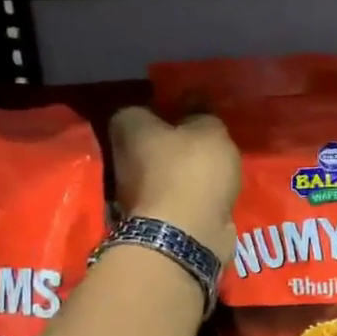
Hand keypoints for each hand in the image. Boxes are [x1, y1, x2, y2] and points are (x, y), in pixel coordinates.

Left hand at [109, 107, 239, 259]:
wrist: (185, 236)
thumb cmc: (193, 172)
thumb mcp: (210, 132)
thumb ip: (202, 113)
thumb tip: (193, 99)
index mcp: (129, 127)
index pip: (140, 108)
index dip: (165, 110)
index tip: (190, 114)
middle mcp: (123, 158)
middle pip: (149, 144)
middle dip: (173, 144)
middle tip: (205, 143)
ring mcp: (134, 193)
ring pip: (161, 174)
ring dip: (182, 173)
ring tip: (214, 171)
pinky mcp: (152, 220)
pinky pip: (174, 200)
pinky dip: (188, 198)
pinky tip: (211, 195)